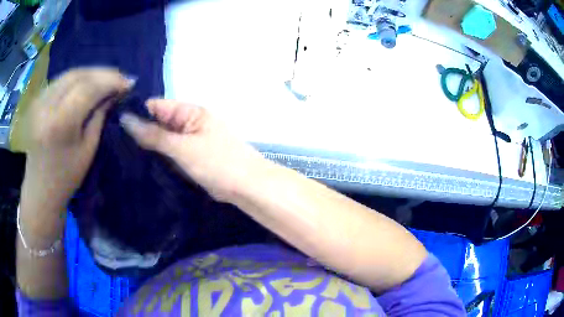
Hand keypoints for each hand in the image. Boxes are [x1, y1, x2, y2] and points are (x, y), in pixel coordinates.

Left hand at [22, 68, 132, 209]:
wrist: (40, 188)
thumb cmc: (66, 177)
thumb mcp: (88, 150)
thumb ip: (99, 116)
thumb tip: (114, 92)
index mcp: (59, 124)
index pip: (88, 89)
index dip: (110, 81)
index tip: (129, 82)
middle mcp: (47, 107)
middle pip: (79, 75)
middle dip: (103, 73)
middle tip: (120, 78)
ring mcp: (39, 101)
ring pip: (70, 73)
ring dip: (91, 73)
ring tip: (106, 78)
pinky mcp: (37, 100)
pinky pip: (61, 80)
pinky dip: (77, 77)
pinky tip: (87, 82)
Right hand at [120, 99, 265, 201]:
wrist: (246, 187)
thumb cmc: (217, 162)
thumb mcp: (182, 147)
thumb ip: (154, 135)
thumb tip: (126, 118)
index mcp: (190, 112)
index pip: (156, 106)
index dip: (136, 113)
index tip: (115, 126)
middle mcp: (188, 122)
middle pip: (158, 122)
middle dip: (139, 132)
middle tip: (115, 145)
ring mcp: (189, 140)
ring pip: (162, 139)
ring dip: (147, 147)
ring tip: (122, 155)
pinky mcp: (190, 157)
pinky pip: (169, 153)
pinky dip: (158, 157)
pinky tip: (141, 165)